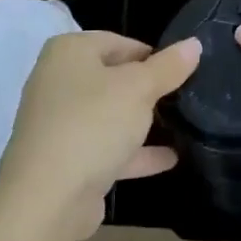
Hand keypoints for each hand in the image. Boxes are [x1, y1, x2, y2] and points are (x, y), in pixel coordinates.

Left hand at [0, 31, 199, 239]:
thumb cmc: (92, 124)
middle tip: (183, 97)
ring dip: (141, 122)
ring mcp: (59, 123)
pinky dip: (134, 152)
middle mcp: (58, 81)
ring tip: (182, 124)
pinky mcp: (66, 159)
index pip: (117, 41)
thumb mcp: (138, 89)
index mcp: (69, 52)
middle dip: (147, 89)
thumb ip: (168, 67)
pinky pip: (106, 147)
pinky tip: (170, 158)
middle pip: (112, 78)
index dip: (151, 54)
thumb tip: (194, 43)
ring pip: (109, 115)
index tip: (180, 71)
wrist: (47, 199)